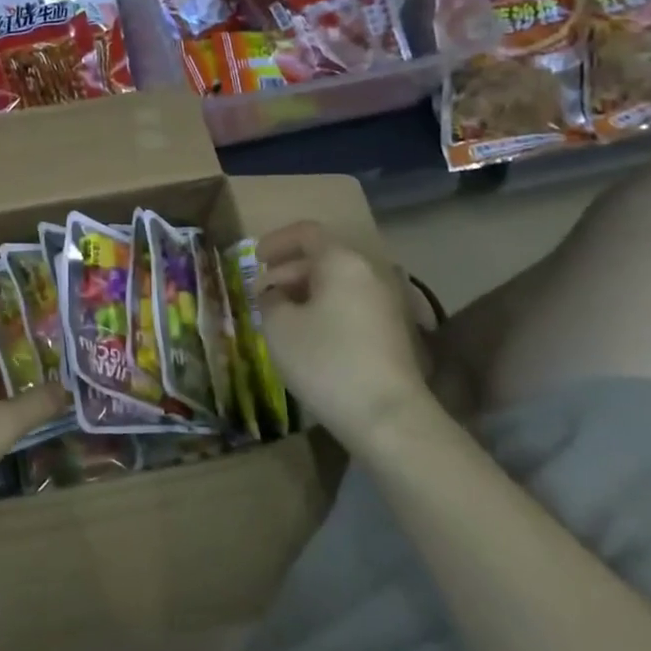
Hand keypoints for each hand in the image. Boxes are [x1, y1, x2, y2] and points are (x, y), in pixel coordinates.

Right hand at [255, 221, 430, 442]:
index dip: (276, 242)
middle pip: (324, 257)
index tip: (255, 259)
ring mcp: (387, 302)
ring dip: (307, 292)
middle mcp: (370, 272)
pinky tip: (310, 336)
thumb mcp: (279, 327)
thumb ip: (270, 300)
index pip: (306, 233)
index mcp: (342, 261)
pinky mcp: (394, 330)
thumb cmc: (326, 361)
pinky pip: (352, 304)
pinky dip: (327, 309)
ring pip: (338, 283)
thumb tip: (275, 294)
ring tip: (281, 317)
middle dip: (289, 271)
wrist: (389, 417)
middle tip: (262, 294)